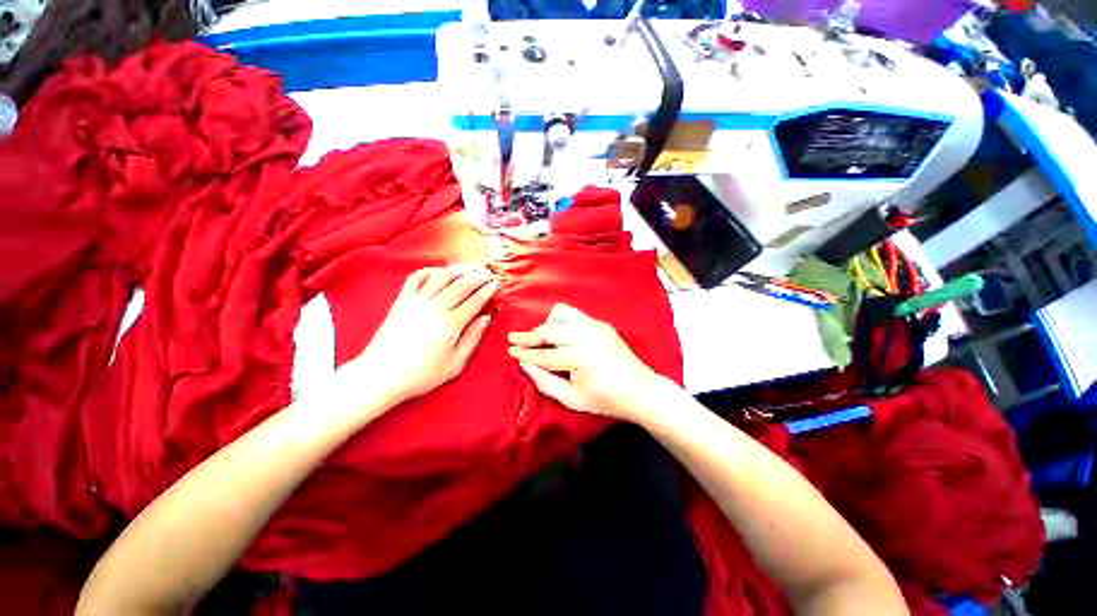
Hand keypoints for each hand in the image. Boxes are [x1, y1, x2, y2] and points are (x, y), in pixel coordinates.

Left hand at [347, 266, 497, 405]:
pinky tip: (440, 271)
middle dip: (477, 277)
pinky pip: (416, 278)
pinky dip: (430, 270)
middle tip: (488, 273)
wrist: (381, 375)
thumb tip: (486, 318)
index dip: (486, 291)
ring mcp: (416, 302)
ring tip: (470, 267)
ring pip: (441, 277)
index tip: (495, 285)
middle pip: (461, 285)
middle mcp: (434, 307)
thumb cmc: (421, 374)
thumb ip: (473, 338)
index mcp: (450, 324)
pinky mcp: (401, 301)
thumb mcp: (455, 364)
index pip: (474, 301)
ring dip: (458, 269)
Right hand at [507, 304, 669, 420]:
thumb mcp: (572, 399)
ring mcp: (595, 325)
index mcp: (578, 356)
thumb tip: (525, 365)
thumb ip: (545, 381)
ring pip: (561, 312)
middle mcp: (585, 334)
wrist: (640, 390)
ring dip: (548, 324)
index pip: (543, 354)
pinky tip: (563, 337)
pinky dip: (563, 323)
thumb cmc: (606, 399)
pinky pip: (575, 315)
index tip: (510, 349)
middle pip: (549, 329)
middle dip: (530, 335)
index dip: (524, 353)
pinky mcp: (601, 323)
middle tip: (517, 341)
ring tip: (544, 339)